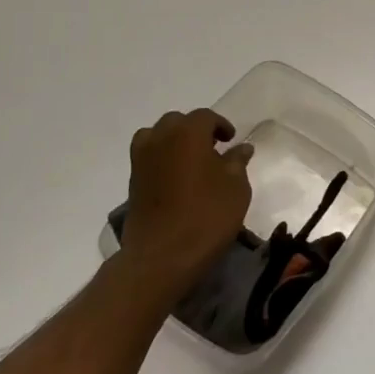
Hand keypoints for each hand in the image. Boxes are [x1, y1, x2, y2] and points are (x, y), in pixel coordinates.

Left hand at [120, 109, 254, 303]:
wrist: (161, 256)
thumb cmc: (206, 216)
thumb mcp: (236, 188)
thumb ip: (237, 162)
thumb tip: (241, 148)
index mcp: (188, 132)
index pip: (205, 117)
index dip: (221, 126)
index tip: (231, 140)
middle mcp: (160, 138)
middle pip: (178, 122)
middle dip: (195, 130)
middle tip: (213, 150)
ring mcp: (142, 159)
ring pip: (157, 136)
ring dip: (174, 142)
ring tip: (191, 162)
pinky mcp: (132, 181)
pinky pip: (148, 157)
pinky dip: (162, 159)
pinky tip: (177, 180)